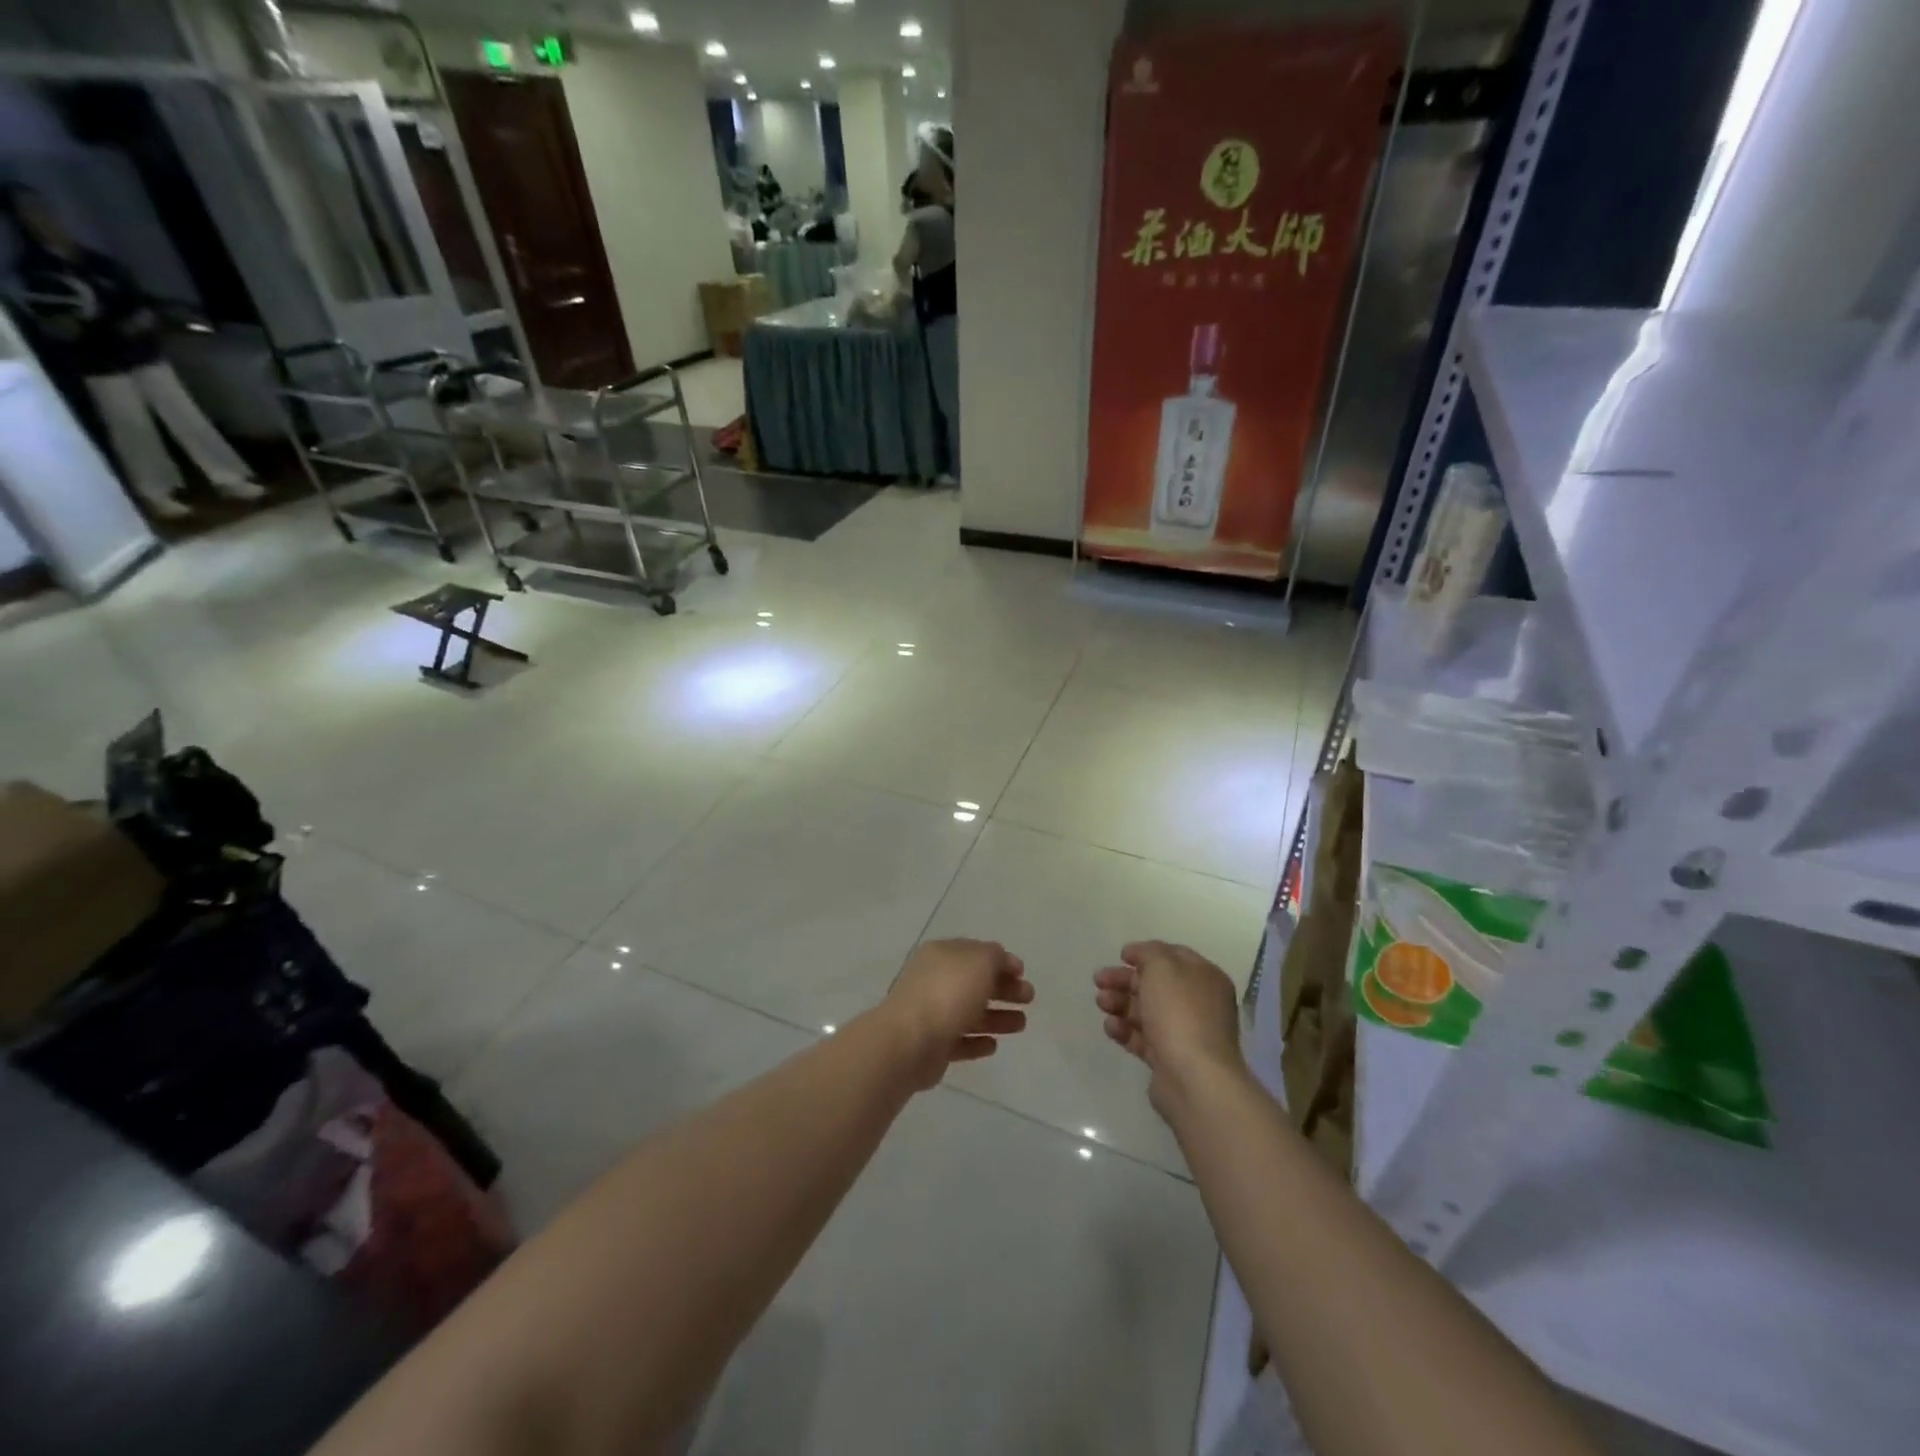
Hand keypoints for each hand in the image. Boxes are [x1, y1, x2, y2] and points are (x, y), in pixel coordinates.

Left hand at [883, 939, 1032, 1089]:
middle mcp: (935, 980)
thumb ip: (996, 957)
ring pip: (970, 1013)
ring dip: (997, 1017)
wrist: (910, 1041)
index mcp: (942, 955)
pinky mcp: (932, 1046)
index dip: (1000, 961)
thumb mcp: (980, 961)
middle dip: (1004, 989)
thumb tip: (1002, 961)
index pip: (975, 953)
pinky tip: (993, 1046)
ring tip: (1021, 1025)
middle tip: (1029, 998)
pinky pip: (959, 1041)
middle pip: (975, 983)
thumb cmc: (948, 992)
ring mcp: (932, 1014)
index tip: (1023, 973)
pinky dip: (977, 1042)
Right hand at [1094, 941, 1244, 1117]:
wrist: (1194, 1078)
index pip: (1173, 957)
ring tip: (1101, 1003)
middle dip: (1125, 980)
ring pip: (1146, 1011)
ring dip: (1121, 1003)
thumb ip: (1148, 952)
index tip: (1120, 956)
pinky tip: (1110, 1027)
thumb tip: (1138, 954)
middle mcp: (1198, 1003)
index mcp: (1204, 978)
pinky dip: (1125, 1030)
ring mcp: (1184, 1033)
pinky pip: (1143, 1038)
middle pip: (1155, 984)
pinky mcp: (1169, 1059)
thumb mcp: (1162, 966)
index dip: (1145, 953)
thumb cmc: (1180, 1013)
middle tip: (1098, 980)